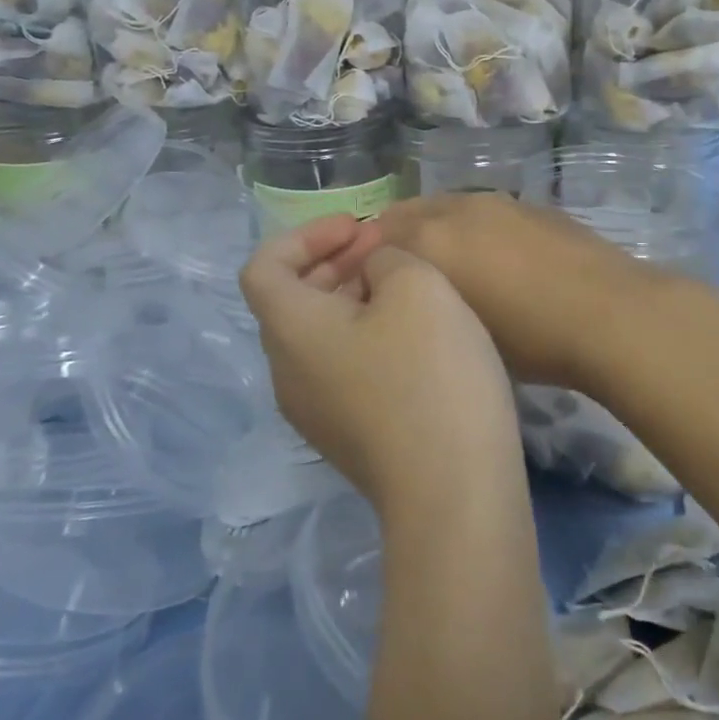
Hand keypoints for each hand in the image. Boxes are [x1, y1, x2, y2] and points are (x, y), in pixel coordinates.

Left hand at [239, 215, 522, 514]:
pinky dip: (363, 337)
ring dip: (351, 300)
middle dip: (333, 263)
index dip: (305, 235)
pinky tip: (413, 337)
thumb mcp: (417, 287)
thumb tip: (373, 274)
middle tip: (383, 248)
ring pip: (317, 337)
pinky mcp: (346, 438)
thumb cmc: (430, 374)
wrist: (454, 491)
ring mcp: (315, 412)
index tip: (356, 228)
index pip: (264, 266)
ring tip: (402, 286)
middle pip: (290, 302)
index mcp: (290, 330)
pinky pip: (340, 369)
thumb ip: (385, 260)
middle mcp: (287, 373)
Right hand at [372, 193, 684, 389]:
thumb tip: (410, 294)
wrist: (610, 314)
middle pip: (405, 215)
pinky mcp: (530, 205)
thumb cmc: (530, 338)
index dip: (364, 265)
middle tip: (405, 281)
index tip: (371, 293)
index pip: (373, 240)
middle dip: (395, 242)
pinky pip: (482, 212)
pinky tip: (494, 261)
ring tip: (450, 270)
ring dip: (435, 232)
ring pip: (445, 209)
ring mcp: (496, 202)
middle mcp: (455, 209)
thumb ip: (423, 303)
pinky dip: (471, 230)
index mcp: (429, 239)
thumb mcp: (462, 332)